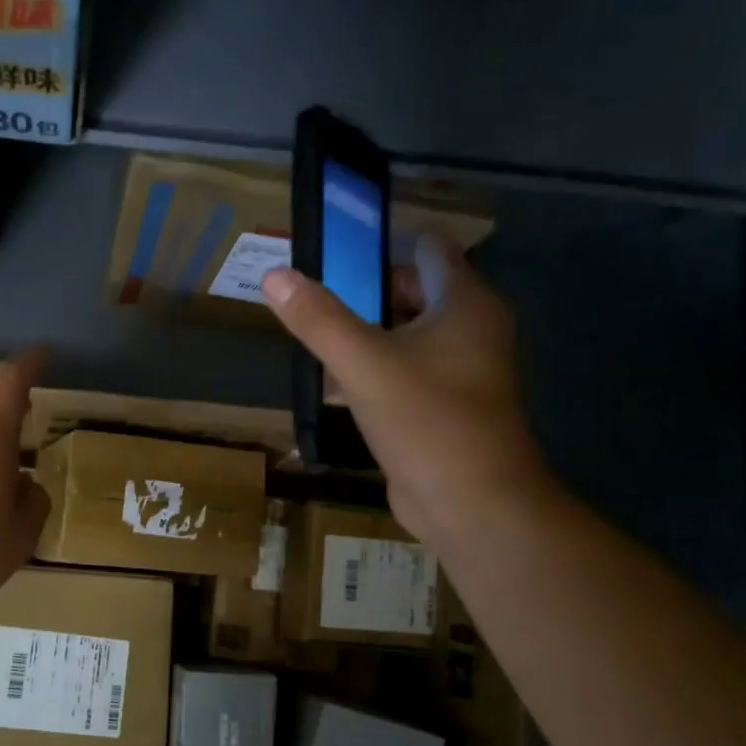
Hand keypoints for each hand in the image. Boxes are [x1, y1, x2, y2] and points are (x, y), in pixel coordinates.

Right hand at [262, 233, 550, 539]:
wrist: (471, 503)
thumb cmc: (427, 420)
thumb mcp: (364, 364)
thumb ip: (319, 319)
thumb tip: (274, 275)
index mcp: (465, 305)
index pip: (430, 250)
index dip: (384, 243)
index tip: (336, 250)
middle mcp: (470, 330)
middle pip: (416, 291)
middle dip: (367, 289)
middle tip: (313, 294)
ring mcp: (460, 371)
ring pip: (408, 335)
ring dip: (367, 331)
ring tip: (315, 332)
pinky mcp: (443, 407)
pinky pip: (405, 372)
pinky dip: (374, 369)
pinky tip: (335, 380)